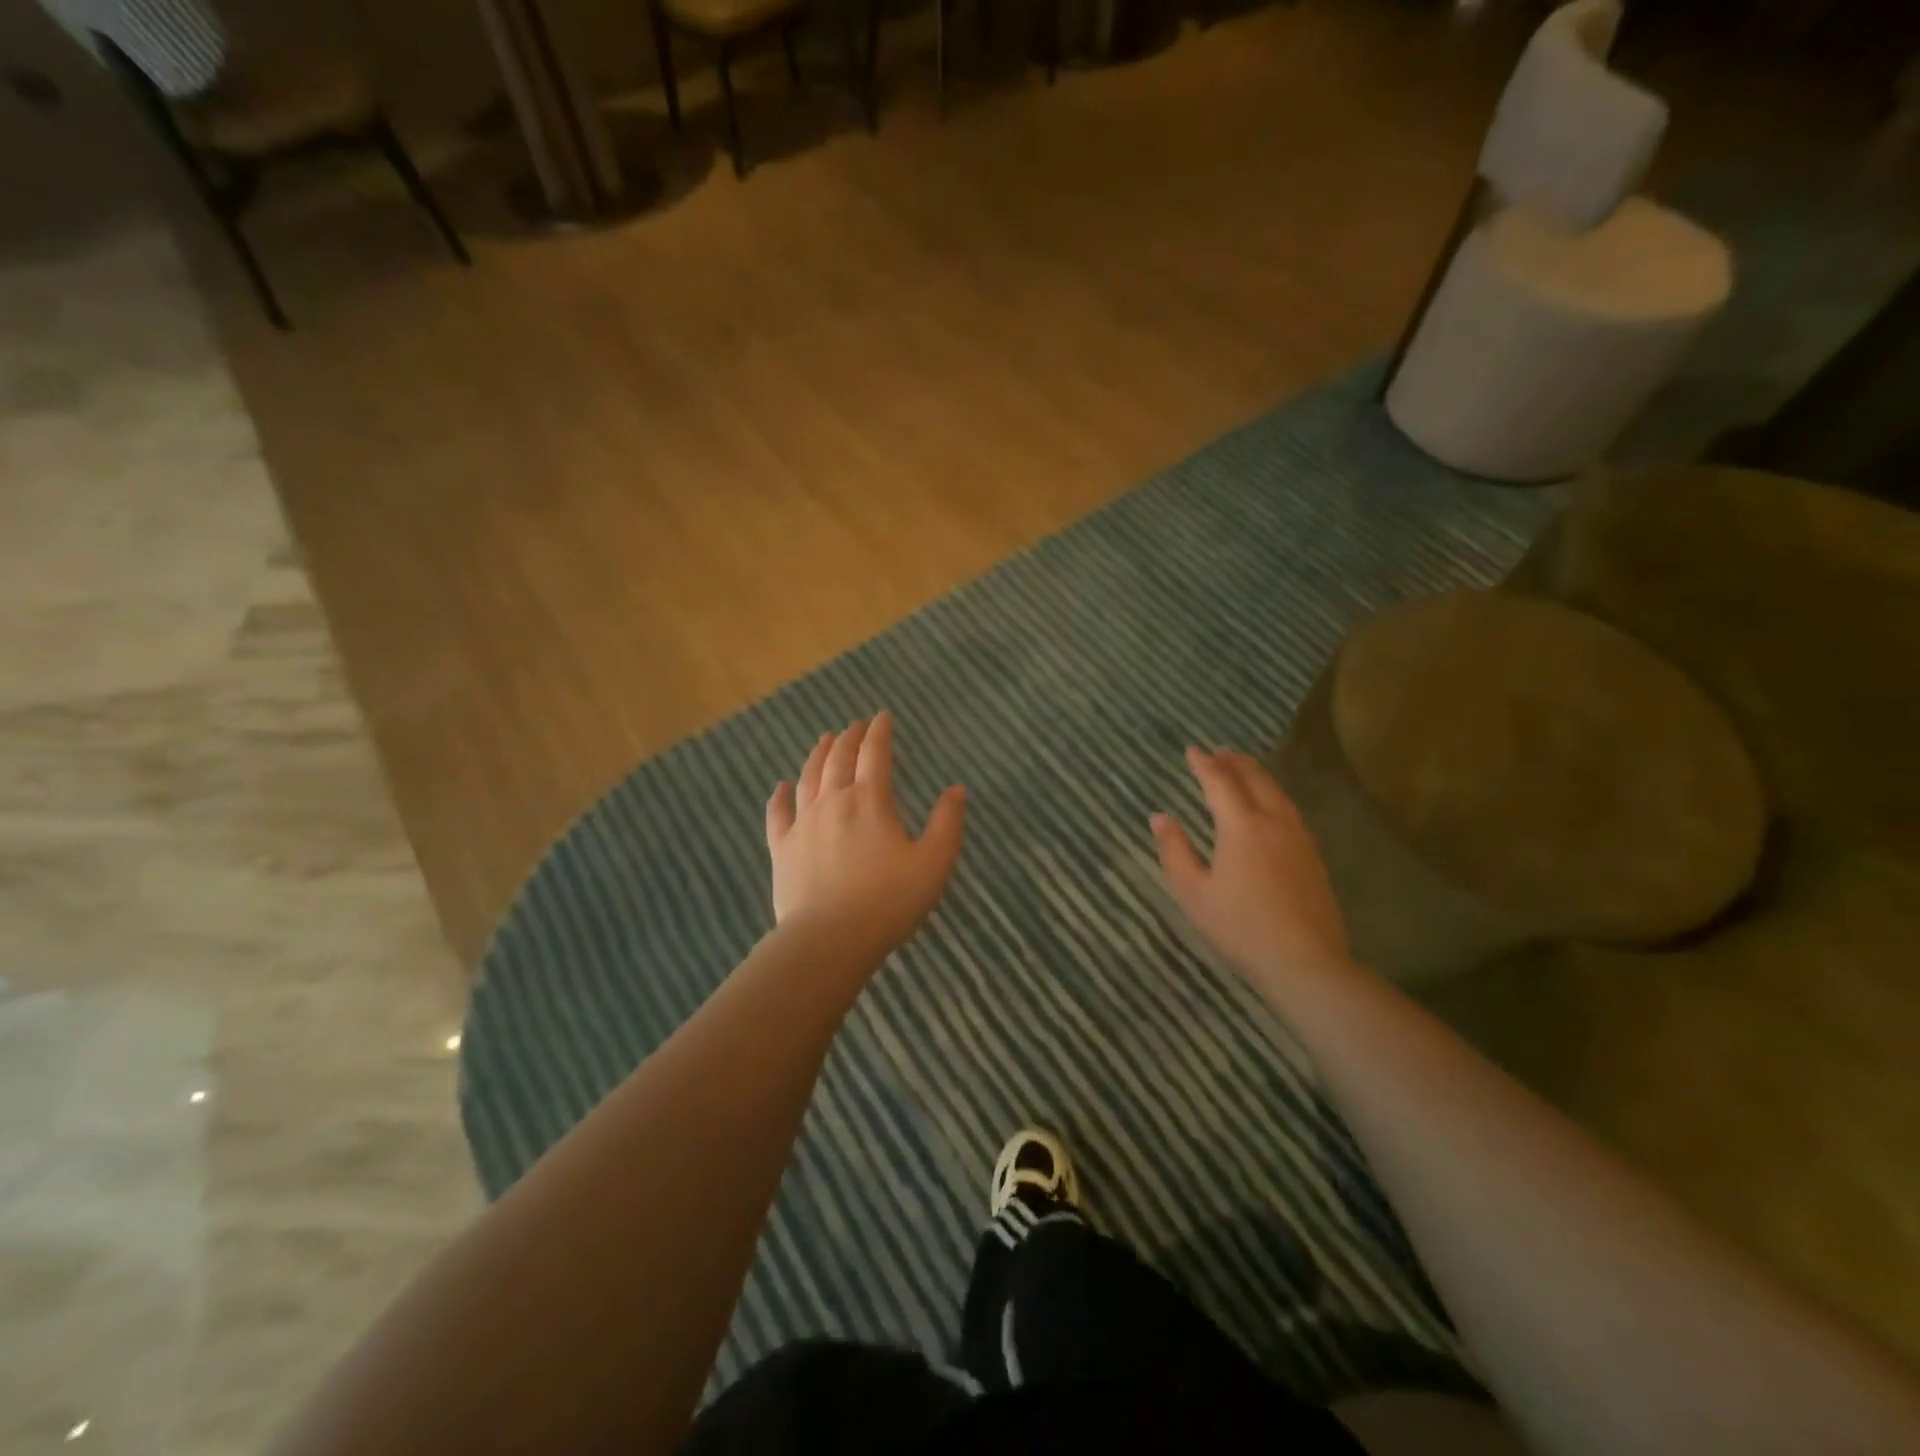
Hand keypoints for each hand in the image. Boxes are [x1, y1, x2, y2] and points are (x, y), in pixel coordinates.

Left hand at [765, 712, 966, 965]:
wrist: (830, 939)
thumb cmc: (889, 901)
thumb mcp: (933, 863)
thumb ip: (947, 823)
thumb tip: (956, 789)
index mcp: (870, 801)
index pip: (875, 755)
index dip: (879, 733)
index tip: (882, 717)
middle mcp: (833, 802)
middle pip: (838, 759)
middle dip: (849, 738)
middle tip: (855, 725)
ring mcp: (803, 824)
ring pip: (808, 778)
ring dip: (818, 755)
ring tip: (824, 740)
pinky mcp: (782, 849)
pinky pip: (778, 815)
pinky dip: (779, 797)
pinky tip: (780, 786)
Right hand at [1151, 748, 1352, 992]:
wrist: (1305, 961)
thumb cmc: (1240, 927)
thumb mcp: (1193, 892)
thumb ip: (1174, 851)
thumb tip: (1159, 817)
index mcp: (1242, 826)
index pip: (1220, 783)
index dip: (1204, 765)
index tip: (1192, 750)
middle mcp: (1274, 822)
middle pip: (1255, 780)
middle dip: (1235, 762)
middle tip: (1219, 751)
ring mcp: (1299, 839)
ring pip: (1277, 793)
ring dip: (1257, 776)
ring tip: (1243, 769)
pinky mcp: (1313, 857)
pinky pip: (1289, 810)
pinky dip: (1273, 795)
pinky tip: (1270, 807)